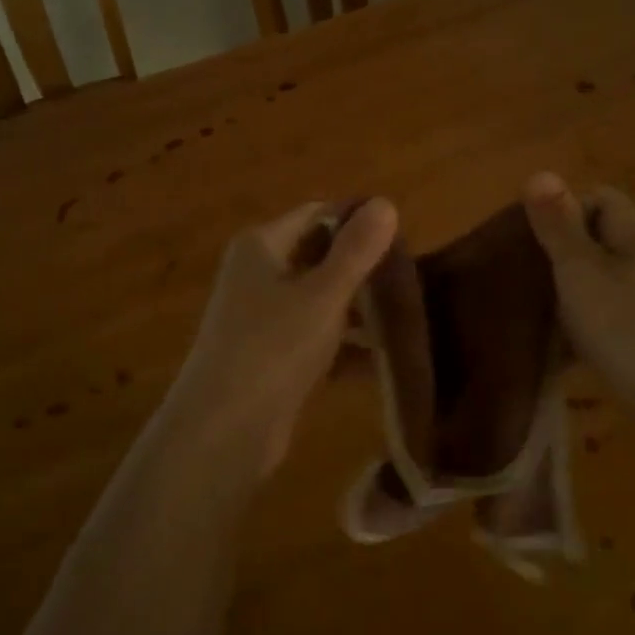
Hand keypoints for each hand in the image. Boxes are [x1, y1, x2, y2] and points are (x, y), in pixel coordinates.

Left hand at [169, 197, 397, 474]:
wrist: (221, 433)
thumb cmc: (272, 350)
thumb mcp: (322, 296)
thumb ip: (356, 250)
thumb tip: (385, 202)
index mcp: (262, 246)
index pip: (319, 215)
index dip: (360, 223)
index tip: (406, 243)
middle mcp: (259, 273)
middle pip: (321, 256)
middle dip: (365, 269)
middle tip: (413, 283)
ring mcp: (264, 317)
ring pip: (323, 300)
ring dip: (361, 310)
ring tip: (410, 320)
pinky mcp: (273, 355)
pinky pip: (318, 337)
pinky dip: (347, 345)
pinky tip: (386, 360)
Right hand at [522, 173, 634, 418]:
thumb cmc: (628, 325)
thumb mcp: (581, 269)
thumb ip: (557, 225)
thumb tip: (539, 172)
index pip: (594, 198)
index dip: (559, 210)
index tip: (526, 239)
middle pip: (592, 240)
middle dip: (554, 254)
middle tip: (518, 276)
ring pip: (594, 281)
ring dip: (563, 293)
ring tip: (528, 311)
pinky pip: (601, 316)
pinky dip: (578, 325)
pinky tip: (554, 346)